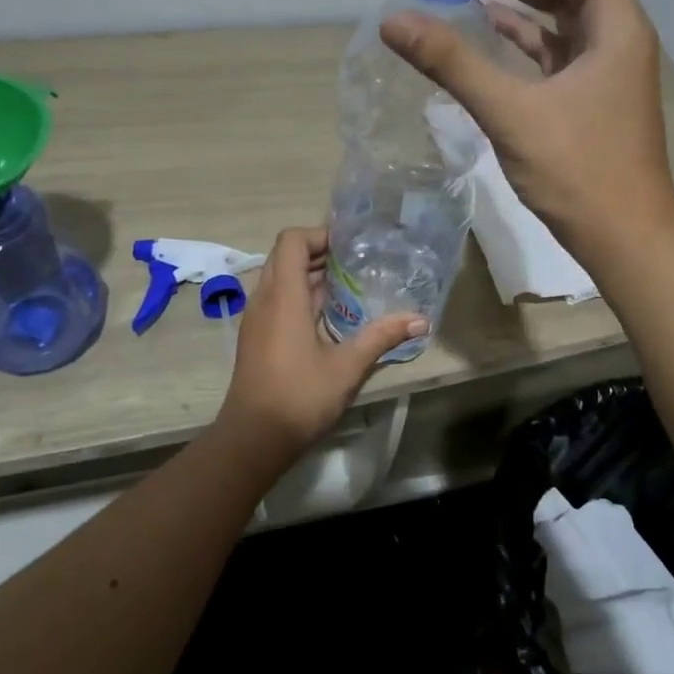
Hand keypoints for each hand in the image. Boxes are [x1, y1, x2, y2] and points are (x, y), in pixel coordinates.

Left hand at [217, 227, 424, 465]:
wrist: (253, 438)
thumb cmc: (299, 396)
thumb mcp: (347, 366)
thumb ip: (382, 337)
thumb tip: (421, 320)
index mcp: (283, 296)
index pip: (291, 240)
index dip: (319, 234)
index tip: (350, 245)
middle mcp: (265, 299)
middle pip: (285, 256)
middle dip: (319, 253)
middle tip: (357, 262)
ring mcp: (257, 318)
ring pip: (280, 278)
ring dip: (311, 275)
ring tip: (349, 285)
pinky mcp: (257, 336)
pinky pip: (277, 299)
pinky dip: (301, 295)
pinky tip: (330, 316)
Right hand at [381, 0, 673, 261]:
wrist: (626, 240)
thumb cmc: (580, 173)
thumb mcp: (511, 113)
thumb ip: (453, 63)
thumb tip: (395, 22)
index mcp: (617, 27)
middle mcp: (617, 37)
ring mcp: (605, 68)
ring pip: (563, 10)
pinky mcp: (588, 95)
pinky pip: (554, 46)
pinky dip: (522, 31)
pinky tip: (486, 26)